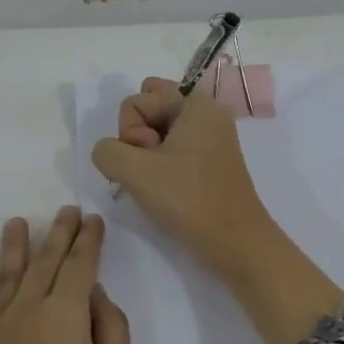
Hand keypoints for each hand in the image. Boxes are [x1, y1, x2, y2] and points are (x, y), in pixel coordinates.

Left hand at [0, 208, 130, 343]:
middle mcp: (25, 311)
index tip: (93, 219)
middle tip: (66, 210)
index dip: (89, 240)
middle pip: (44, 262)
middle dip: (58, 233)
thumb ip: (112, 329)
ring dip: (13, 247)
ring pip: (4, 277)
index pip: (80, 265)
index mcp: (65, 316)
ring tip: (17, 222)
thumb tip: (95, 293)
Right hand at [90, 78, 279, 280]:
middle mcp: (206, 112)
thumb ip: (107, 151)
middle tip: (150, 168)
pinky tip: (165, 190)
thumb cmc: (189, 200)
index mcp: (196, 102)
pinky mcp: (210, 161)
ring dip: (147, 155)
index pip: (138, 99)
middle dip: (137, 137)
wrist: (237, 244)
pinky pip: (173, 148)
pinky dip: (161, 165)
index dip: (131, 132)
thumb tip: (110, 152)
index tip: (148, 160)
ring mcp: (210, 137)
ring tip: (158, 183)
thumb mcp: (135, 172)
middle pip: (150, 108)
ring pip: (159, 130)